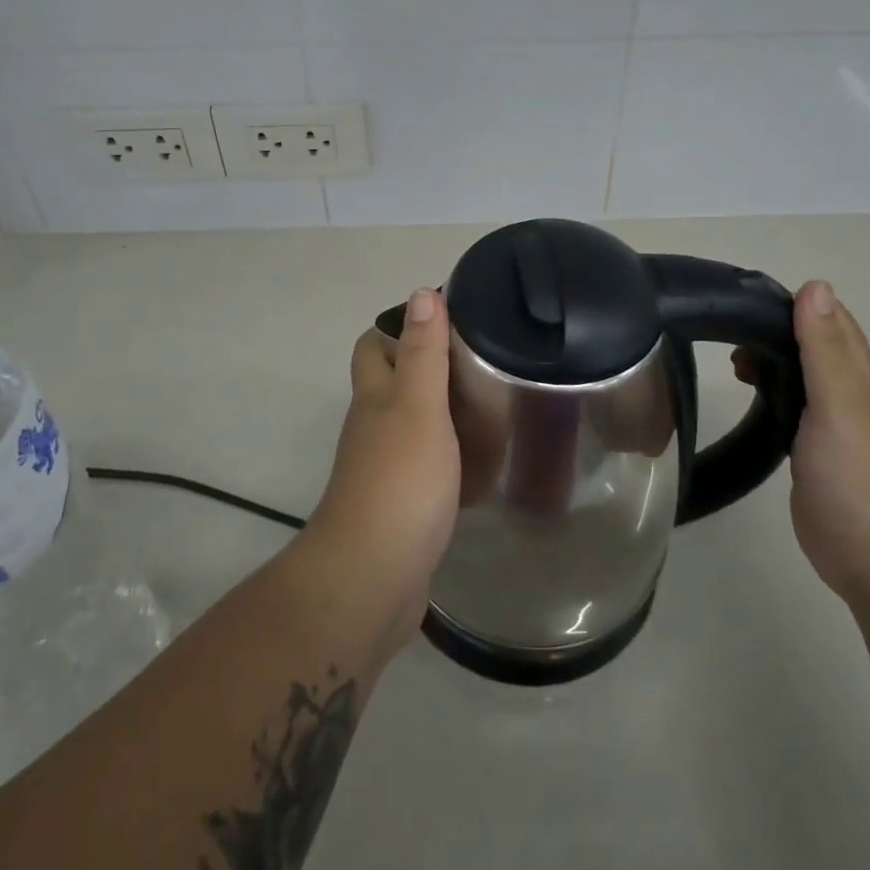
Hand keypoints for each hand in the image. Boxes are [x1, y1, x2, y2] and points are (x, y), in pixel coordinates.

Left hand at [307, 288, 460, 650]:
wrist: (373, 577)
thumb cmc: (399, 480)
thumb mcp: (418, 406)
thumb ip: (423, 352)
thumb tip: (421, 293)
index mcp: (375, 397)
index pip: (375, 344)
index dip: (403, 325)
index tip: (450, 319)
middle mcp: (374, 426)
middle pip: (395, 383)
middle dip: (430, 367)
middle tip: (481, 362)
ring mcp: (386, 468)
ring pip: (414, 424)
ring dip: (446, 412)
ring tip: (495, 404)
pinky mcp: (404, 504)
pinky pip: (429, 466)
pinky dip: (453, 456)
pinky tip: (486, 459)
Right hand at [736, 281, 869, 604]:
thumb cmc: (862, 476)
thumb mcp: (841, 402)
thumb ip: (825, 347)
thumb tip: (815, 285)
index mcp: (862, 380)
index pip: (834, 324)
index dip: (798, 305)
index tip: (748, 298)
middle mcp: (852, 400)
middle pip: (817, 351)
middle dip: (777, 334)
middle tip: (728, 335)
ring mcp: (836, 434)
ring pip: (805, 383)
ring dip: (774, 366)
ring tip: (733, 365)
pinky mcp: (817, 462)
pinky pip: (795, 417)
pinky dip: (774, 399)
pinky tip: (755, 404)